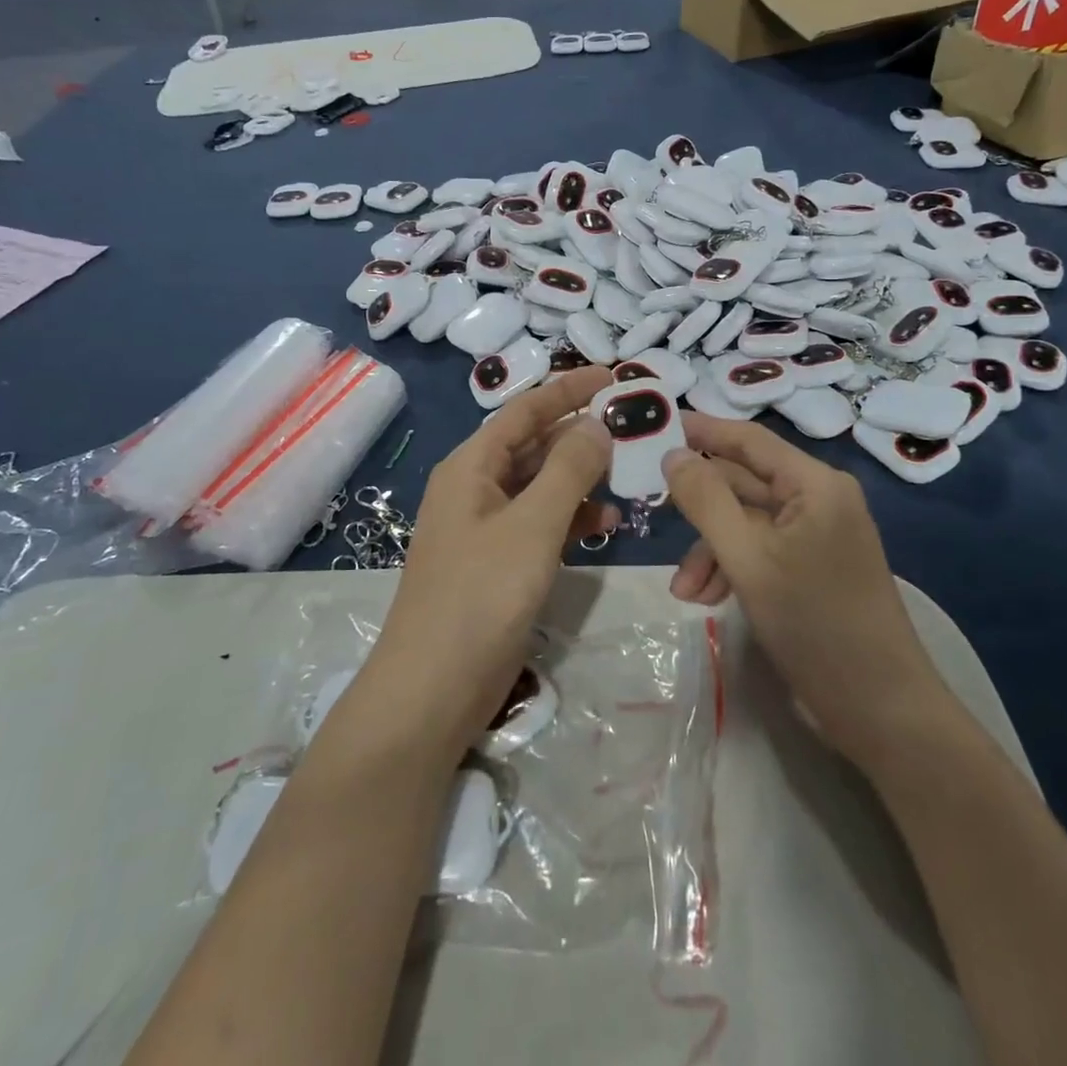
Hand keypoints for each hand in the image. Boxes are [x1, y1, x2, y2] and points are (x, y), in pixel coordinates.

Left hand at [365, 368, 616, 749]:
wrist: (434, 689)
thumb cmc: (480, 595)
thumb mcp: (531, 525)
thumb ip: (568, 470)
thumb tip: (597, 424)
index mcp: (472, 466)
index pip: (525, 411)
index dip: (568, 390)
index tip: (612, 376)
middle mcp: (476, 488)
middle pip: (534, 445)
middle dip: (580, 433)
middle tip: (632, 424)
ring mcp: (487, 527)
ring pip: (541, 485)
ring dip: (581, 476)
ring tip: (629, 470)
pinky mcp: (500, 562)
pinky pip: (541, 523)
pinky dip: (571, 517)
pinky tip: (606, 522)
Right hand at [662, 414, 945, 768]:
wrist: (880, 710)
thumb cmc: (815, 624)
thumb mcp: (748, 559)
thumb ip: (706, 501)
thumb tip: (673, 454)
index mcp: (814, 483)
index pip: (747, 439)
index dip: (700, 430)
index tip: (652, 428)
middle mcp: (818, 499)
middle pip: (743, 483)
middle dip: (699, 509)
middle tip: (648, 510)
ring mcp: (817, 535)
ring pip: (746, 522)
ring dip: (710, 549)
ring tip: (683, 592)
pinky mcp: (812, 568)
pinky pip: (760, 550)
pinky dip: (731, 567)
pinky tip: (707, 599)